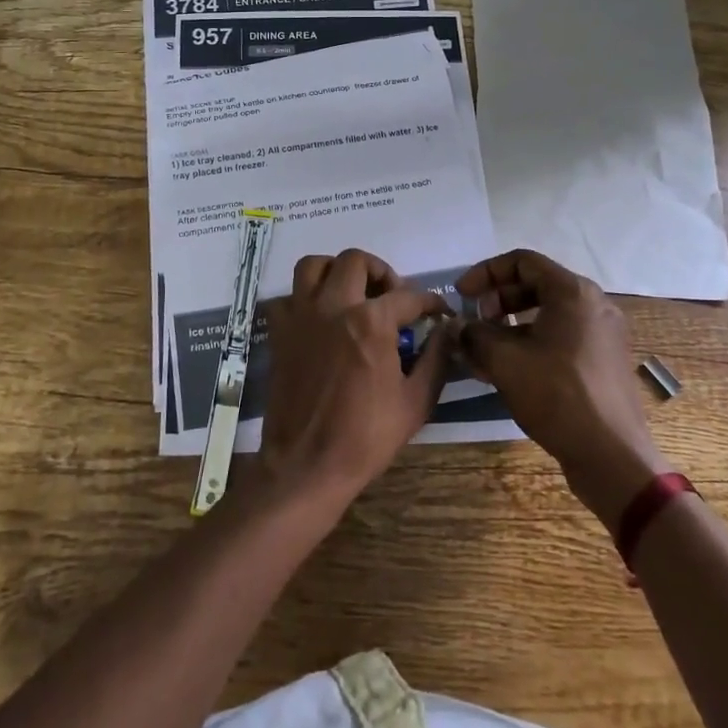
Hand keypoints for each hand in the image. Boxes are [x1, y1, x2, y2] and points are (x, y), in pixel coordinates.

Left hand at [252, 249, 452, 506]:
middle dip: (381, 272)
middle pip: (356, 261)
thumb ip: (436, 359)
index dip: (429, 301)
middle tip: (391, 297)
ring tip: (352, 293)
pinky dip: (304, 299)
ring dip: (336, 271)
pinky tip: (319, 319)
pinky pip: (288, 297)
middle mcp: (333, 306)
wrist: (306, 465)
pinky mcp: (279, 332)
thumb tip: (448, 330)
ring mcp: (301, 316)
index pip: (408, 296)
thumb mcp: (416, 403)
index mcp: (371, 321)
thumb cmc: (366, 438)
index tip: (437, 311)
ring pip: (314, 265)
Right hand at [456, 249, 670, 529]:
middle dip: (497, 300)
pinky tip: (508, 369)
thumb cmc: (557, 395)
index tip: (462, 294)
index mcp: (573, 292)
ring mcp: (602, 334)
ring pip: (547, 314)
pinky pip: (561, 337)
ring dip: (511, 325)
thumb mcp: (504, 360)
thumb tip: (459, 326)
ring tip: (484, 349)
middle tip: (474, 322)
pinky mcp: (603, 361)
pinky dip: (531, 343)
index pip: (522, 261)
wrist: (612, 456)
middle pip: (535, 285)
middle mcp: (593, 304)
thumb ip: (475, 334)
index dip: (485, 273)